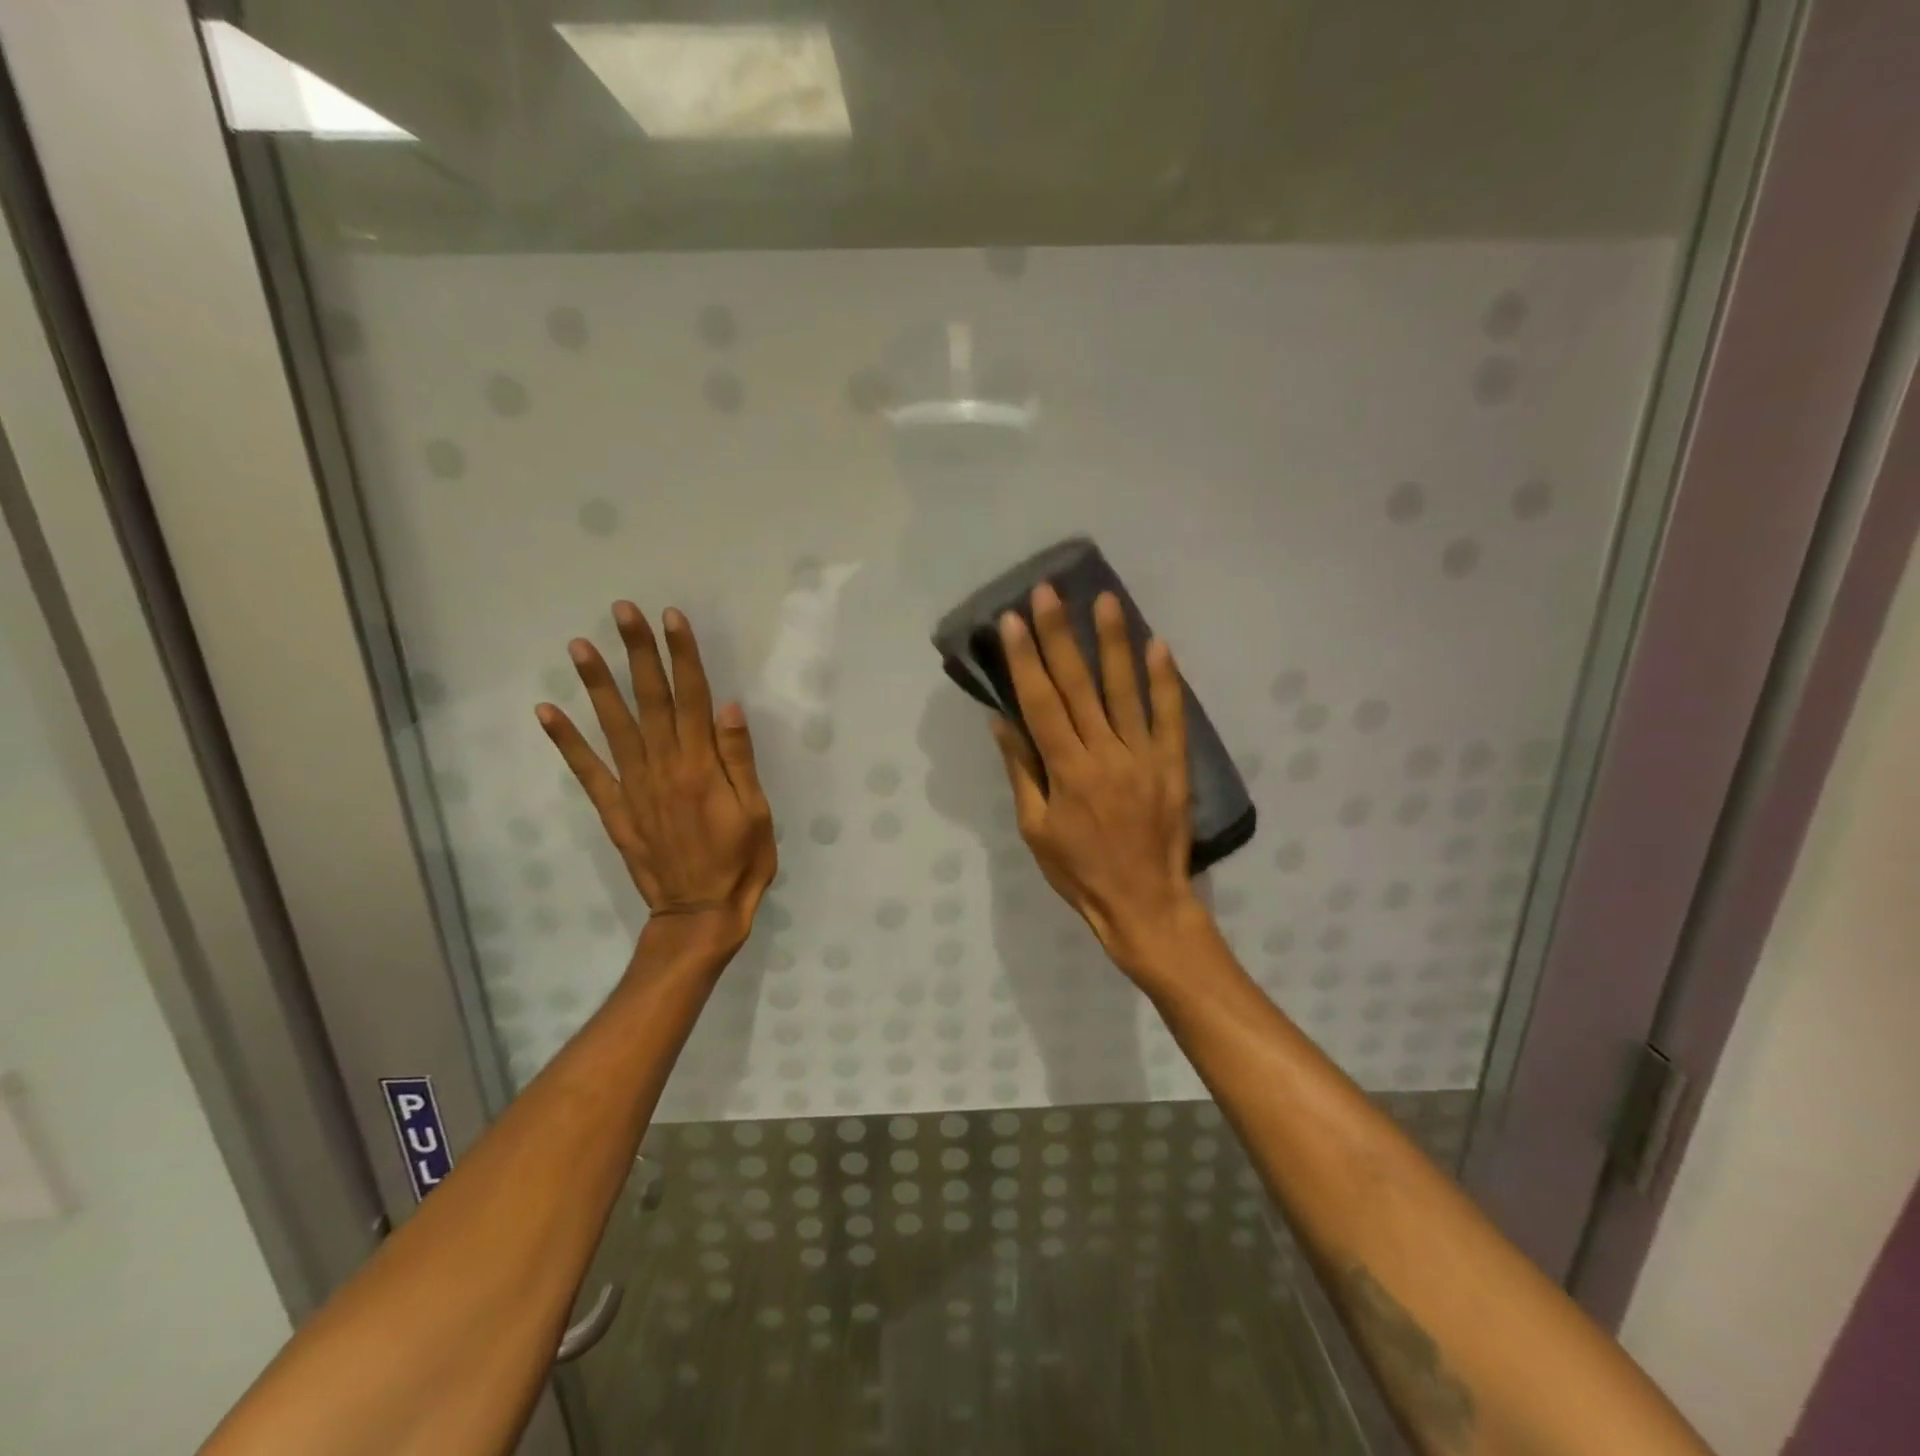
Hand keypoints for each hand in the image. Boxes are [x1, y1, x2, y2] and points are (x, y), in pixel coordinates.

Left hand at [537, 604, 775, 954]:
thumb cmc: (740, 862)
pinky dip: (566, 741)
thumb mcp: (756, 812)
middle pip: (651, 700)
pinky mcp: (614, 810)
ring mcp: (633, 788)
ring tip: (580, 646)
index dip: (682, 655)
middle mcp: (663, 768)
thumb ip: (738, 760)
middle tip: (623, 611)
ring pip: (615, 726)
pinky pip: (587, 770)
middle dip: (638, 652)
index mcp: (701, 767)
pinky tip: (548, 711)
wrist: (698, 915)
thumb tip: (727, 707)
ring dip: (597, 684)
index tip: (671, 618)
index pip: (693, 698)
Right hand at [989, 585, 1207, 983]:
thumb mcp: (1035, 829)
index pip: (1041, 703)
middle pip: (1078, 686)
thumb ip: (1022, 771)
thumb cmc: (1079, 872)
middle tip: (1049, 592)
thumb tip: (1002, 722)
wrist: (1144, 904)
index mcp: (1066, 771)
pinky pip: (1170, 717)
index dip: (1025, 659)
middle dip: (1060, 635)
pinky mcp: (1173, 765)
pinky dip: (1165, 681)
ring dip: (1114, 643)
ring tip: (1106, 599)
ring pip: (1125, 691)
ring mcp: (1144, 757)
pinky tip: (1158, 645)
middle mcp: (1104, 754)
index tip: (1013, 620)